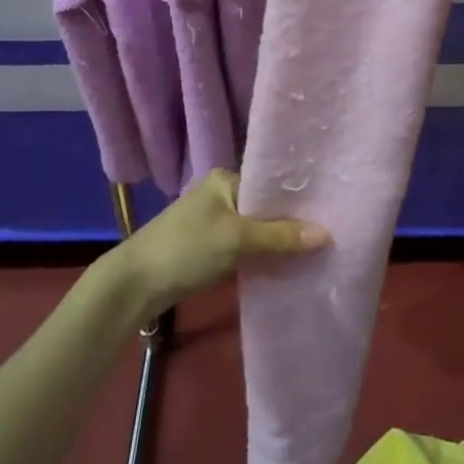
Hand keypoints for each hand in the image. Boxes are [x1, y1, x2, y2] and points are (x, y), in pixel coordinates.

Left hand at [109, 169, 328, 320]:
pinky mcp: (207, 248)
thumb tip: (327, 234)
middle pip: (264, 207)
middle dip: (290, 222)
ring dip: (275, 241)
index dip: (297, 197)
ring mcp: (213, 221)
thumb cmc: (186, 249)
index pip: (270, 182)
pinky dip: (260, 255)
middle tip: (327, 234)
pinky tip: (283, 265)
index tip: (329, 209)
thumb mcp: (237, 240)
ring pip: (254, 229)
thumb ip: (281, 236)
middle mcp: (220, 193)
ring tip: (312, 250)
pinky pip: (244, 246)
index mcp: (225, 178)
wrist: (135, 285)